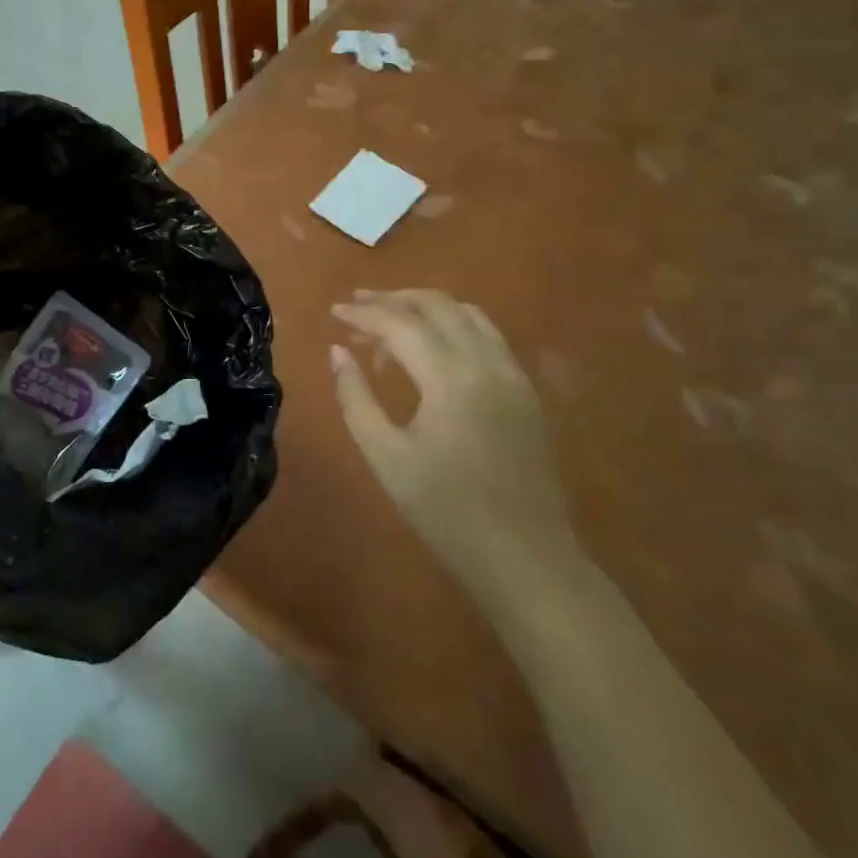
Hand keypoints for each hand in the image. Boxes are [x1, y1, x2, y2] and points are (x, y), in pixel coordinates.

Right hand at [330, 290, 577, 603]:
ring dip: (425, 308)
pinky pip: (487, 335)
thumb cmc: (446, 512)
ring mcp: (513, 374)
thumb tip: (338, 352)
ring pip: (466, 313)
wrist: (525, 558)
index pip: (400, 324)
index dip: (362, 314)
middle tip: (356, 306)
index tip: (333, 313)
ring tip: (390, 323)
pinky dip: (453, 325)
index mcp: (451, 379)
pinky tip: (432, 348)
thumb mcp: (386, 457)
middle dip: (392, 299)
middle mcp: (486, 363)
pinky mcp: (525, 390)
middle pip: (436, 305)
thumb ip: (356, 398)